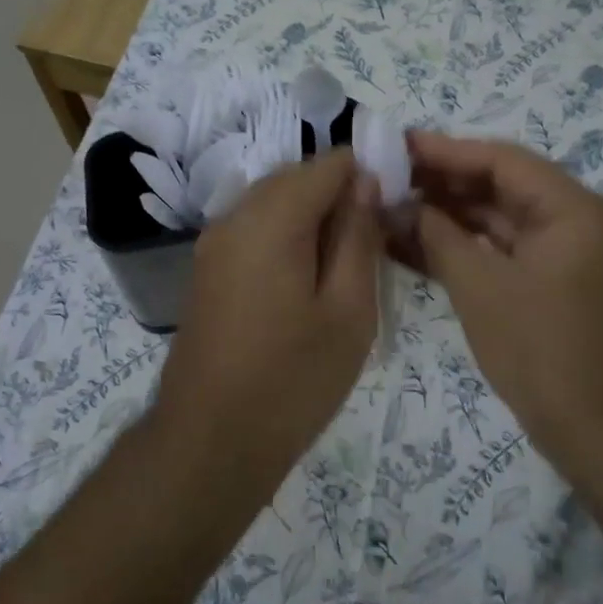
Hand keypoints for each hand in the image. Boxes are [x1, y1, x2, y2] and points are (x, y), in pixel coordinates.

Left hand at [153, 150, 382, 483]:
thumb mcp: (348, 311)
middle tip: (374, 244)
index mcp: (271, 218)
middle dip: (339, 195)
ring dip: (312, 217)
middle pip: (296, 177)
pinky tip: (307, 280)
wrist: (211, 440)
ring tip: (345, 265)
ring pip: (273, 202)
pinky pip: (253, 228)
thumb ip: (358, 237)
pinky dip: (286, 235)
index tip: (394, 212)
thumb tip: (366, 182)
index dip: (368, 174)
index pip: (328, 163)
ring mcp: (213, 242)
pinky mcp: (207, 268)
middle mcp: (234, 216)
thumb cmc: (292, 380)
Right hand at [405, 132, 602, 464]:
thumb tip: (402, 207)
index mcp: (574, 210)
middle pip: (502, 188)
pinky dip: (467, 250)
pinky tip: (418, 247)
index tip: (396, 147)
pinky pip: (506, 254)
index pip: (502, 161)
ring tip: (392, 210)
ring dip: (450, 218)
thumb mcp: (481, 289)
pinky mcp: (557, 287)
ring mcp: (569, 257)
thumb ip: (438, 237)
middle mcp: (578, 223)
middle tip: (387, 180)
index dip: (445, 152)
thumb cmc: (543, 353)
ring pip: (501, 223)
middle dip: (443, 185)